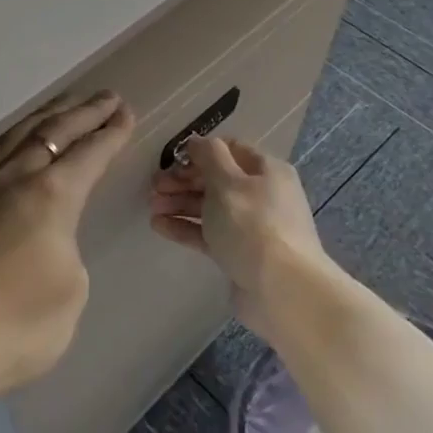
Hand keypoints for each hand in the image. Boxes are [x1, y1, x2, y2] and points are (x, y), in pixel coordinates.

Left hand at [0, 90, 133, 397]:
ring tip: (64, 103)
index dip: (112, 133)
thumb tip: (52, 234)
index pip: (90, 153)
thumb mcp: (73, 288)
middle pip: (53, 132)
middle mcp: (14, 179)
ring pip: (15, 136)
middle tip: (108, 97)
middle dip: (85, 113)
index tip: (126, 113)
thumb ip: (69, 246)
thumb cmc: (21, 324)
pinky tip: (0, 140)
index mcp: (51, 195)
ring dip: (44, 116)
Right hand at [149, 136, 335, 337]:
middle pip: (217, 180)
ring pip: (210, 207)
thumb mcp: (228, 182)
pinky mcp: (239, 253)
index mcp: (266, 170)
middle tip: (154, 186)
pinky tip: (158, 225)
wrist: (282, 290)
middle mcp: (261, 195)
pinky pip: (208, 234)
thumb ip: (209, 156)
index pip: (230, 150)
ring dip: (180, 203)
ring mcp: (251, 226)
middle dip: (184, 180)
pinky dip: (185, 228)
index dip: (200, 152)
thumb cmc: (252, 225)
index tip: (171, 159)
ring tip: (151, 205)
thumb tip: (197, 141)